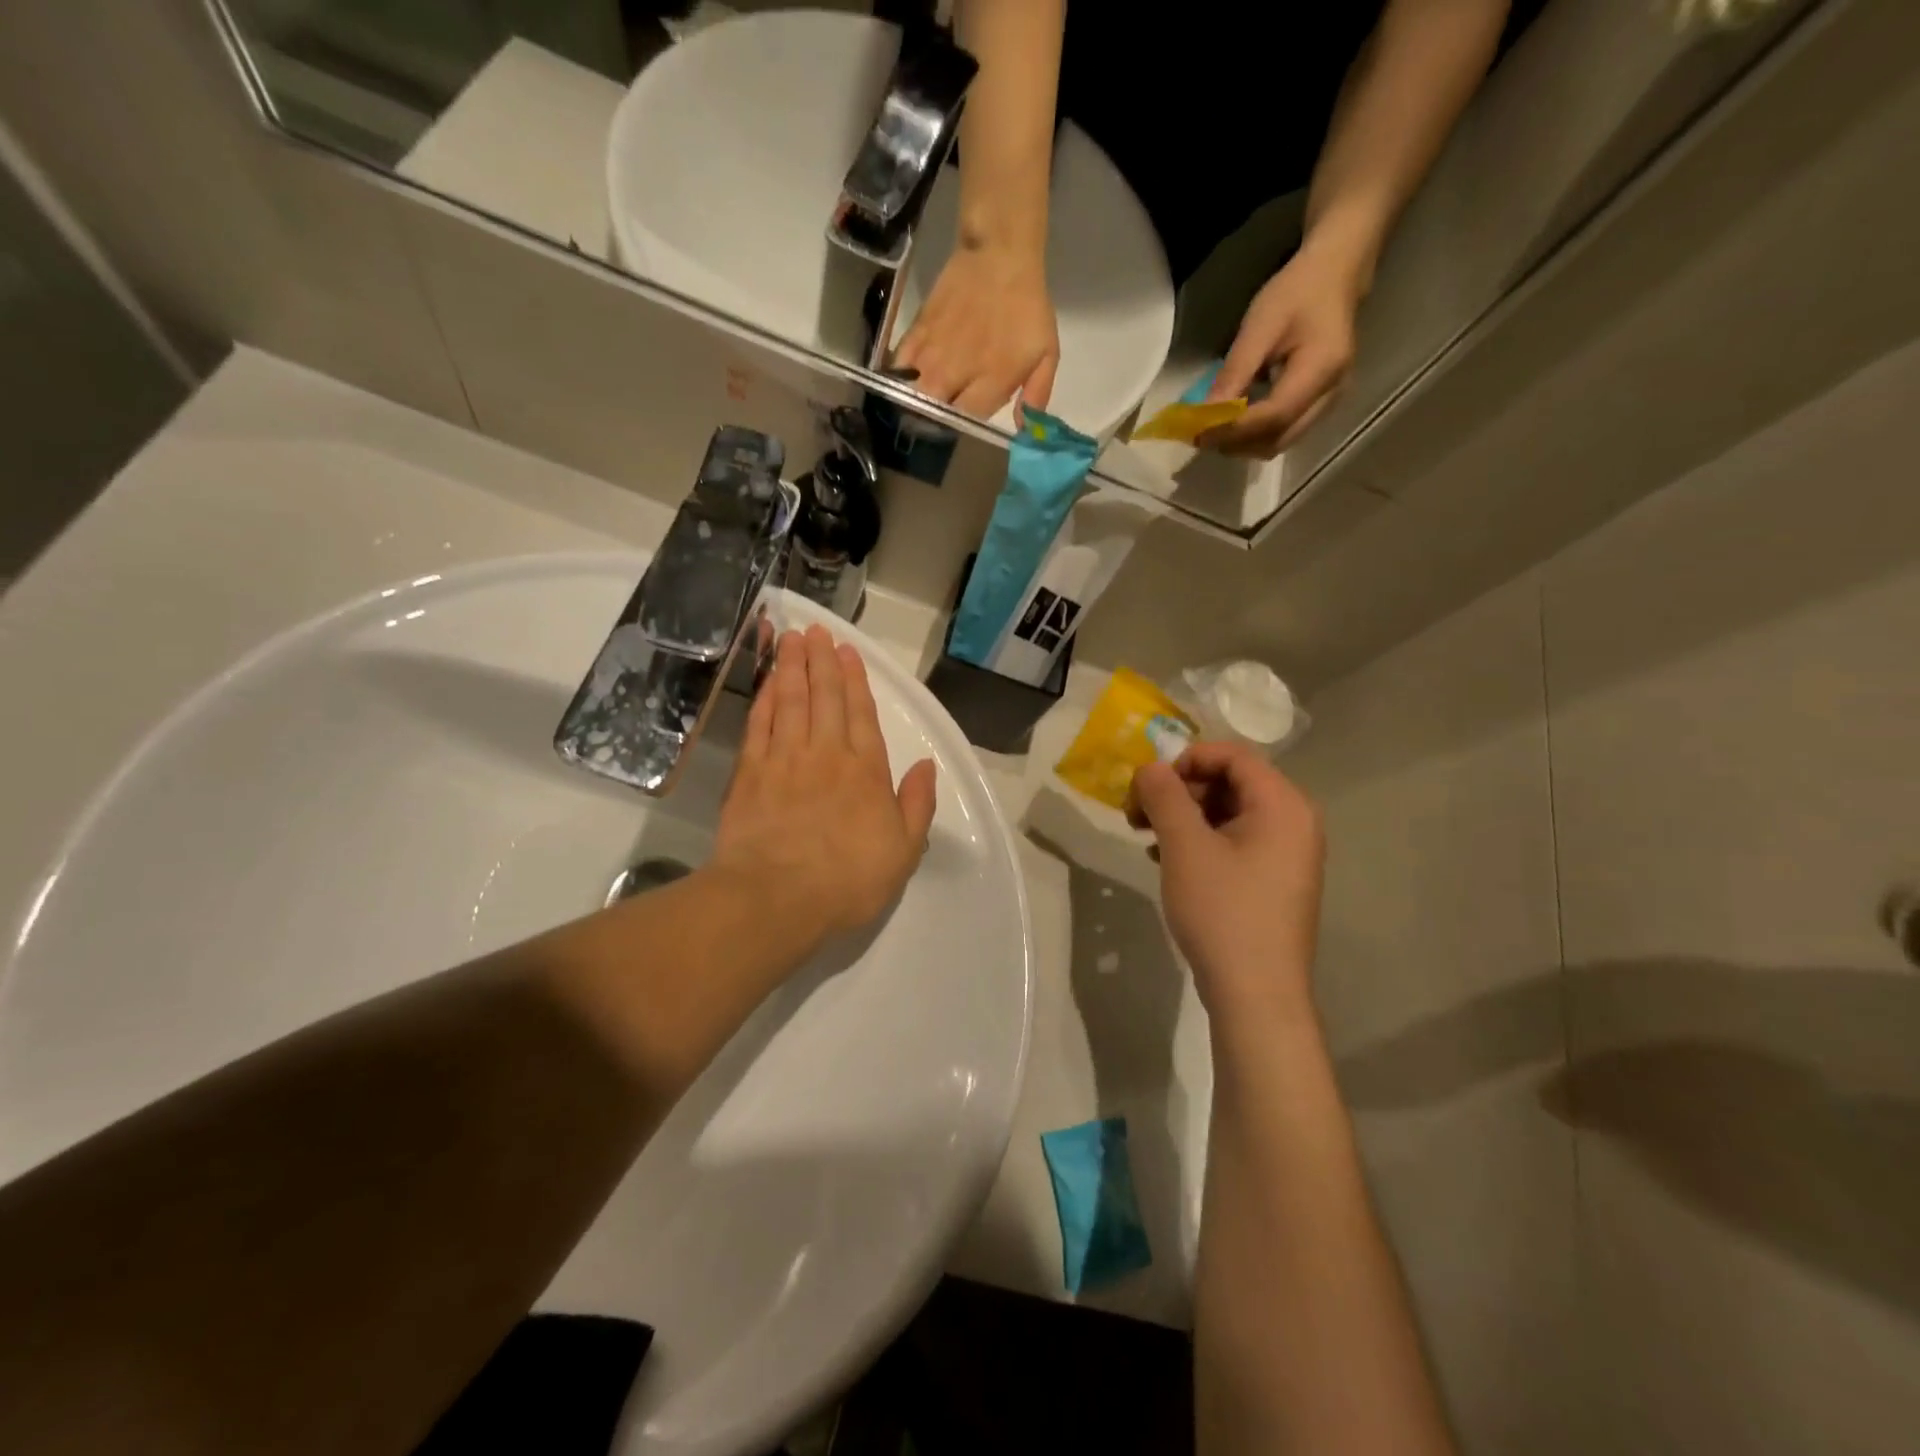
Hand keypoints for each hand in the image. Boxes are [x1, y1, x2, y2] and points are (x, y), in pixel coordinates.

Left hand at [712, 626, 937, 948]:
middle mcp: (826, 755)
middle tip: (815, 630)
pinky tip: (767, 683)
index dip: (855, 680)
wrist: (777, 898)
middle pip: (824, 698)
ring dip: (792, 669)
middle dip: (821, 661)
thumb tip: (926, 765)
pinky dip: (764, 700)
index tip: (847, 651)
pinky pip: (759, 726)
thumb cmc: (848, 880)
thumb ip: (917, 804)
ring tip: (791, 640)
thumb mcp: (904, 851)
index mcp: (866, 771)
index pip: (861, 714)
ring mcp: (784, 761)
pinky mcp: (750, 775)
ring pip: (791, 703)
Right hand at [891, 243, 1059, 419]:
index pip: (964, 421)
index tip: (963, 429)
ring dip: (914, 405)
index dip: (962, 430)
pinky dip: (899, 379)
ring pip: (912, 394)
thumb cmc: (1027, 308)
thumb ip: (1036, 395)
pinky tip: (905, 383)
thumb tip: (1025, 431)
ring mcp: (932, 353)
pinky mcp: (917, 333)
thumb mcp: (1046, 353)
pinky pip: (898, 366)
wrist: (999, 255)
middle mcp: (955, 372)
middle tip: (937, 424)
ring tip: (918, 409)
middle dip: (932, 424)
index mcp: (989, 381)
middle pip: (931, 413)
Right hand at [1127, 742, 1325, 1015]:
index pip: (1233, 755)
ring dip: (1183, 816)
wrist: (1255, 994)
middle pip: (1230, 782)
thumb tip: (1150, 767)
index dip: (1185, 759)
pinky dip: (1198, 841)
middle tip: (1138, 813)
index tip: (1148, 784)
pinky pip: (1234, 842)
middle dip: (1179, 790)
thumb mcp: (1184, 846)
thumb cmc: (1223, 911)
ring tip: (1145, 837)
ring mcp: (1287, 855)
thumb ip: (1164, 795)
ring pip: (1228, 813)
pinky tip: (1165, 860)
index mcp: (1283, 804)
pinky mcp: (1273, 881)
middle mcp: (1294, 822)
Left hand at [1197, 237, 1366, 459]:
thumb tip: (1205, 416)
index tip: (1198, 433)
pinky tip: (1234, 422)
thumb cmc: (1297, 292)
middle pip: (1278, 440)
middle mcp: (1331, 395)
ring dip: (1244, 444)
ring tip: (1215, 429)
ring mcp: (1328, 404)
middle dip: (1237, 443)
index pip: (1273, 416)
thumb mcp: (1259, 327)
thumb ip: (1234, 374)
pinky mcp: (1319, 406)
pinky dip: (1255, 435)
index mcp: (1322, 369)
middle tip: (1202, 435)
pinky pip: (1283, 433)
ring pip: (1279, 443)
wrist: (1335, 274)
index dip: (1233, 430)